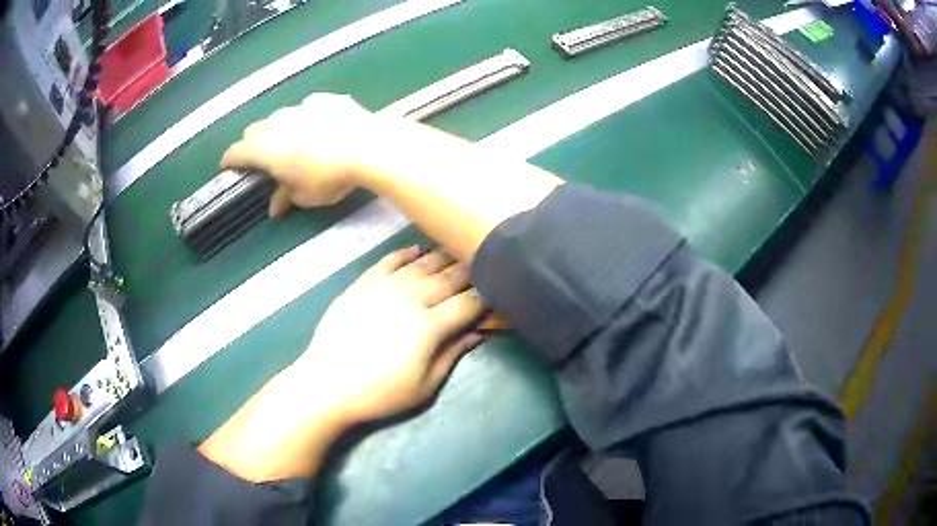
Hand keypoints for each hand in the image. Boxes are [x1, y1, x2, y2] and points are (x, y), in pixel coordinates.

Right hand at [220, 93, 376, 215]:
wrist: (370, 147)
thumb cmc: (331, 178)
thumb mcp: (306, 196)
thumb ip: (285, 197)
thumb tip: (275, 207)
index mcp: (266, 149)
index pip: (236, 151)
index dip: (230, 159)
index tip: (228, 166)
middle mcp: (278, 123)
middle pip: (254, 129)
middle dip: (252, 143)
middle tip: (263, 157)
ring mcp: (301, 107)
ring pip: (279, 115)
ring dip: (278, 128)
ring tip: (294, 141)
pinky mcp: (325, 99)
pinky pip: (308, 107)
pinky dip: (307, 117)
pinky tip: (322, 126)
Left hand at [295, 246, 487, 423]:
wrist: (327, 385)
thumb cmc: (380, 394)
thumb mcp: (424, 386)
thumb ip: (452, 355)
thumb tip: (478, 333)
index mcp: (429, 327)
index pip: (466, 304)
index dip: (485, 297)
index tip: (497, 291)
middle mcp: (409, 299)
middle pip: (447, 279)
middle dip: (469, 271)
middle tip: (483, 264)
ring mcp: (383, 288)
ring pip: (419, 265)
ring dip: (441, 257)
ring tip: (457, 251)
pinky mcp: (361, 285)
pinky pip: (386, 262)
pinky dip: (403, 253)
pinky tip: (416, 249)